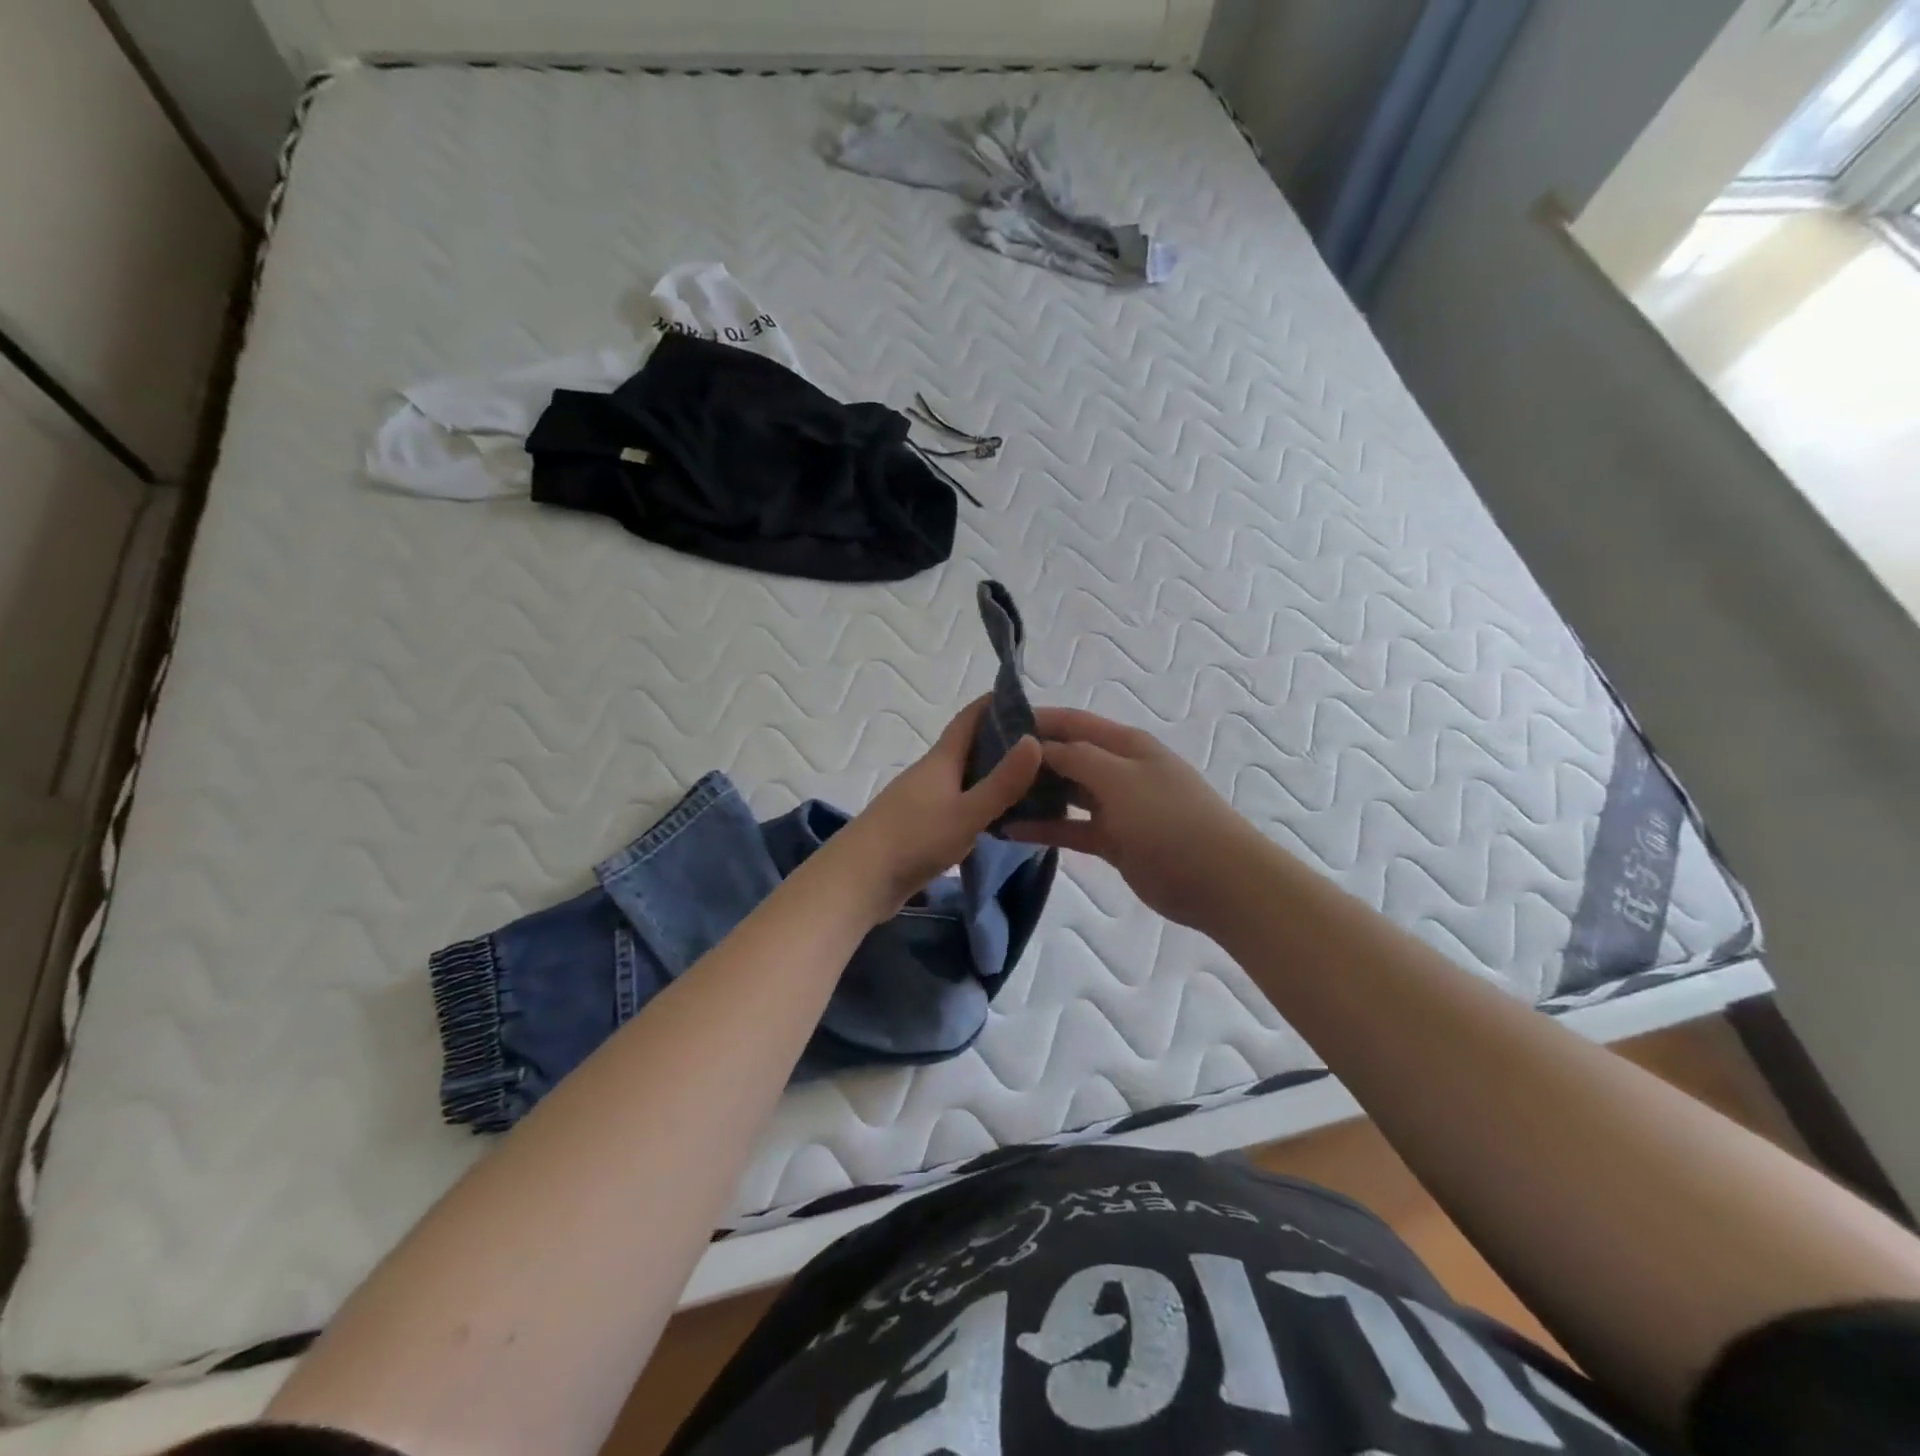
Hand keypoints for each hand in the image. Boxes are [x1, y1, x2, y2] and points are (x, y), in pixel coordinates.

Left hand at [831, 698, 1043, 921]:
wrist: (858, 881)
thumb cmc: (913, 840)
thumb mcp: (966, 813)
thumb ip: (1002, 782)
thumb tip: (1034, 740)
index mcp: (941, 760)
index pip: (971, 718)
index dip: (998, 704)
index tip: (1032, 703)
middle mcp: (931, 774)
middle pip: (971, 748)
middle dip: (1006, 744)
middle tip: (1048, 751)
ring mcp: (924, 801)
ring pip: (966, 780)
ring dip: (995, 778)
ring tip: (1035, 786)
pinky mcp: (921, 828)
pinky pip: (959, 806)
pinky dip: (983, 806)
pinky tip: (1002, 821)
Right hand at [1005, 708, 1258, 929]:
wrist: (1217, 880)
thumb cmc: (1168, 819)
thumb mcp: (1119, 779)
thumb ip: (1075, 758)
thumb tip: (1038, 745)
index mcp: (1125, 744)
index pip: (1072, 722)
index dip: (1035, 720)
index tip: (993, 726)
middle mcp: (1119, 769)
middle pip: (1066, 756)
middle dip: (1029, 759)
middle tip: (983, 766)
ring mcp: (1117, 806)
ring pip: (1067, 793)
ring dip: (1035, 794)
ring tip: (992, 796)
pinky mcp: (1113, 840)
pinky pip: (1072, 828)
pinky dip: (1045, 828)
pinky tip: (1011, 831)